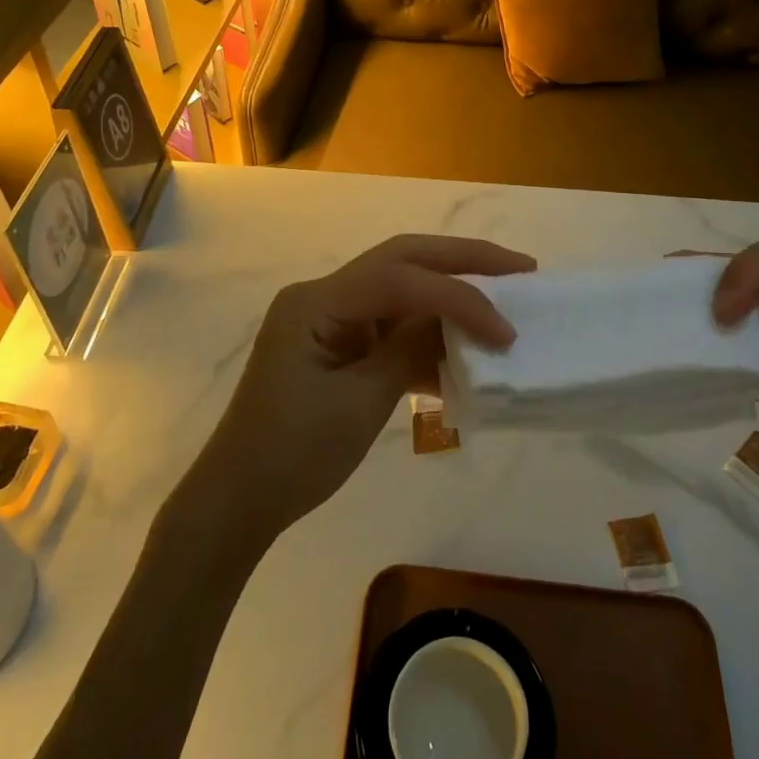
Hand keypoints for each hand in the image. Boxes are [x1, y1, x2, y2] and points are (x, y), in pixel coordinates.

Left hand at [192, 234, 535, 539]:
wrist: (239, 498)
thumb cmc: (292, 454)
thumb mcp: (360, 403)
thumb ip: (410, 351)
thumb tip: (457, 320)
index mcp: (317, 302)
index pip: (401, 279)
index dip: (460, 298)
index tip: (506, 331)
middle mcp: (323, 295)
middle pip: (401, 260)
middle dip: (462, 260)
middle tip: (520, 267)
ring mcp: (329, 317)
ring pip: (399, 288)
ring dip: (448, 294)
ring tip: (503, 297)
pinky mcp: (337, 342)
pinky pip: (389, 325)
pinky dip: (426, 335)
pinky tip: (462, 351)